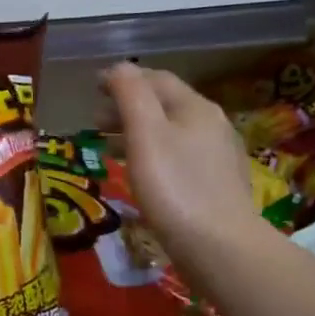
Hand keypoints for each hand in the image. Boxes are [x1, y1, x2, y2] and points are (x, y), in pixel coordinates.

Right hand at [101, 62, 261, 276]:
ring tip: (109, 148)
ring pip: (172, 132)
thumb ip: (130, 94)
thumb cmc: (175, 188)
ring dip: (138, 132)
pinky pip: (180, 157)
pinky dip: (154, 155)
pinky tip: (143, 175)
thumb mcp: (145, 134)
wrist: (221, 248)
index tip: (93, 88)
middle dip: (128, 106)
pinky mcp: (218, 185)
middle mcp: (212, 124)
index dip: (123, 78)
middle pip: (165, 104)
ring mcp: (219, 156)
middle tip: (95, 121)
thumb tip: (119, 67)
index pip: (156, 79)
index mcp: (195, 107)